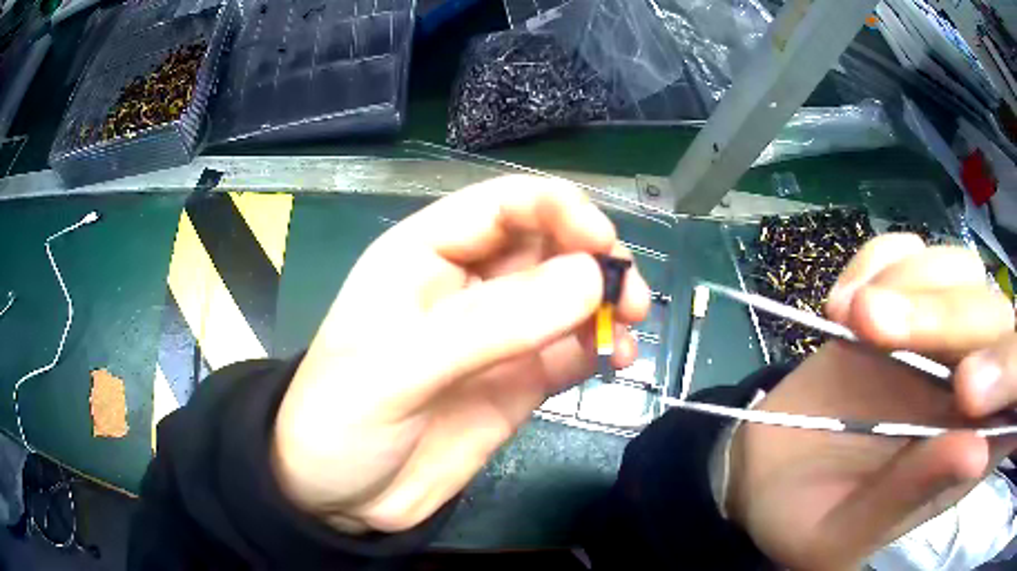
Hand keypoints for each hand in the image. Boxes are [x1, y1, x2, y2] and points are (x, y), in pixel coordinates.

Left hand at [270, 176, 649, 532]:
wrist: (341, 498)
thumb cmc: (341, 420)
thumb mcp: (399, 369)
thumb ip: (491, 325)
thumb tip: (590, 279)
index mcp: (425, 255)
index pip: (502, 205)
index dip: (558, 210)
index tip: (603, 245)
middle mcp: (467, 284)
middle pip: (548, 244)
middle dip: (595, 258)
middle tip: (630, 297)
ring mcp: (498, 335)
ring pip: (568, 295)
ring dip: (608, 302)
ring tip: (631, 328)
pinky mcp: (518, 380)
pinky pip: (571, 348)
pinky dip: (602, 346)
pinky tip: (620, 360)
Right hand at [727, 234, 1014, 569]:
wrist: (765, 474)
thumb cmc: (804, 520)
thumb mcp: (845, 532)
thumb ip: (912, 496)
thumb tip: (979, 451)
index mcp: (968, 448)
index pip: (1015, 394)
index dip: (1012, 374)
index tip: (967, 391)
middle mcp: (969, 384)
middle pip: (993, 317)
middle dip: (941, 317)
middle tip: (871, 329)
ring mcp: (937, 334)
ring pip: (957, 269)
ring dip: (905, 282)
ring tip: (847, 318)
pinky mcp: (899, 299)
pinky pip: (908, 249)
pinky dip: (877, 261)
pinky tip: (843, 302)